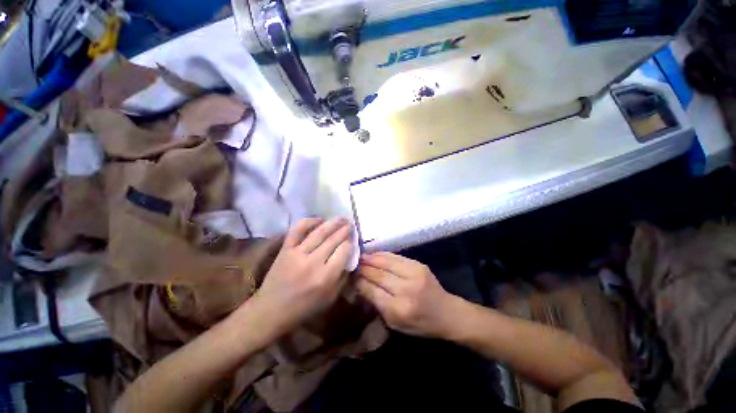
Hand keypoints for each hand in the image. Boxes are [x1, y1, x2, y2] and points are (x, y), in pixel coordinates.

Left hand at [249, 218, 351, 336]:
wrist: (271, 310)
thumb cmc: (304, 307)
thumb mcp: (330, 298)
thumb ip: (343, 277)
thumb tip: (350, 257)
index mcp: (326, 277)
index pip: (343, 251)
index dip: (350, 243)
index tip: (353, 239)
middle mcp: (313, 262)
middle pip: (333, 240)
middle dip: (344, 230)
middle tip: (351, 224)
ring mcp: (297, 254)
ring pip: (319, 232)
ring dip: (332, 223)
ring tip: (341, 217)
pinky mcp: (285, 249)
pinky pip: (297, 230)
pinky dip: (309, 221)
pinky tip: (319, 220)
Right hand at [357, 252, 460, 337]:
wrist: (446, 313)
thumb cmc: (419, 324)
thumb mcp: (395, 323)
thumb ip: (377, 304)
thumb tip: (361, 284)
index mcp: (398, 309)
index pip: (372, 291)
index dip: (360, 281)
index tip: (351, 276)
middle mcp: (406, 290)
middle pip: (378, 275)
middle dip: (364, 268)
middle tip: (353, 264)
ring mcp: (414, 274)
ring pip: (386, 262)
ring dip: (372, 258)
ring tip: (362, 256)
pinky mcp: (418, 265)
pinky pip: (396, 257)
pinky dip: (383, 255)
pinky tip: (375, 254)